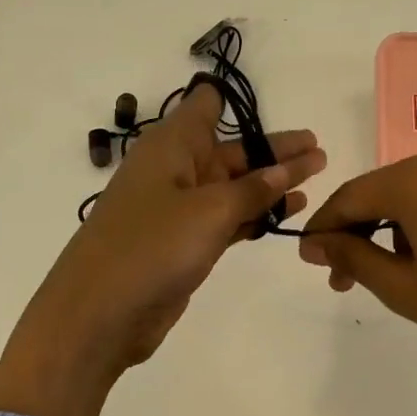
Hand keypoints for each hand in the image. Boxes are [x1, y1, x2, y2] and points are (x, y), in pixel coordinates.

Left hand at [0, 81, 326, 415]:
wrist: (97, 317)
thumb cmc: (150, 248)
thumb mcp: (209, 212)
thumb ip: (253, 190)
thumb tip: (287, 169)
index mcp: (171, 147)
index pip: (204, 106)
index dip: (233, 99)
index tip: (270, 101)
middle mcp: (175, 170)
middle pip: (232, 151)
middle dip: (274, 150)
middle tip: (319, 148)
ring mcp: (179, 210)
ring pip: (234, 187)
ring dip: (272, 183)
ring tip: (316, 175)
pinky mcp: (184, 244)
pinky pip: (228, 219)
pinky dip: (256, 214)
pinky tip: (289, 212)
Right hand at [298, 143, 416, 389]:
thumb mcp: (403, 287)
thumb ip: (351, 255)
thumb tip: (313, 242)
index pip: (353, 196)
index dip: (326, 225)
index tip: (309, 255)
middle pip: (387, 189)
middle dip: (362, 229)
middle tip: (345, 275)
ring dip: (399, 224)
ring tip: (397, 271)